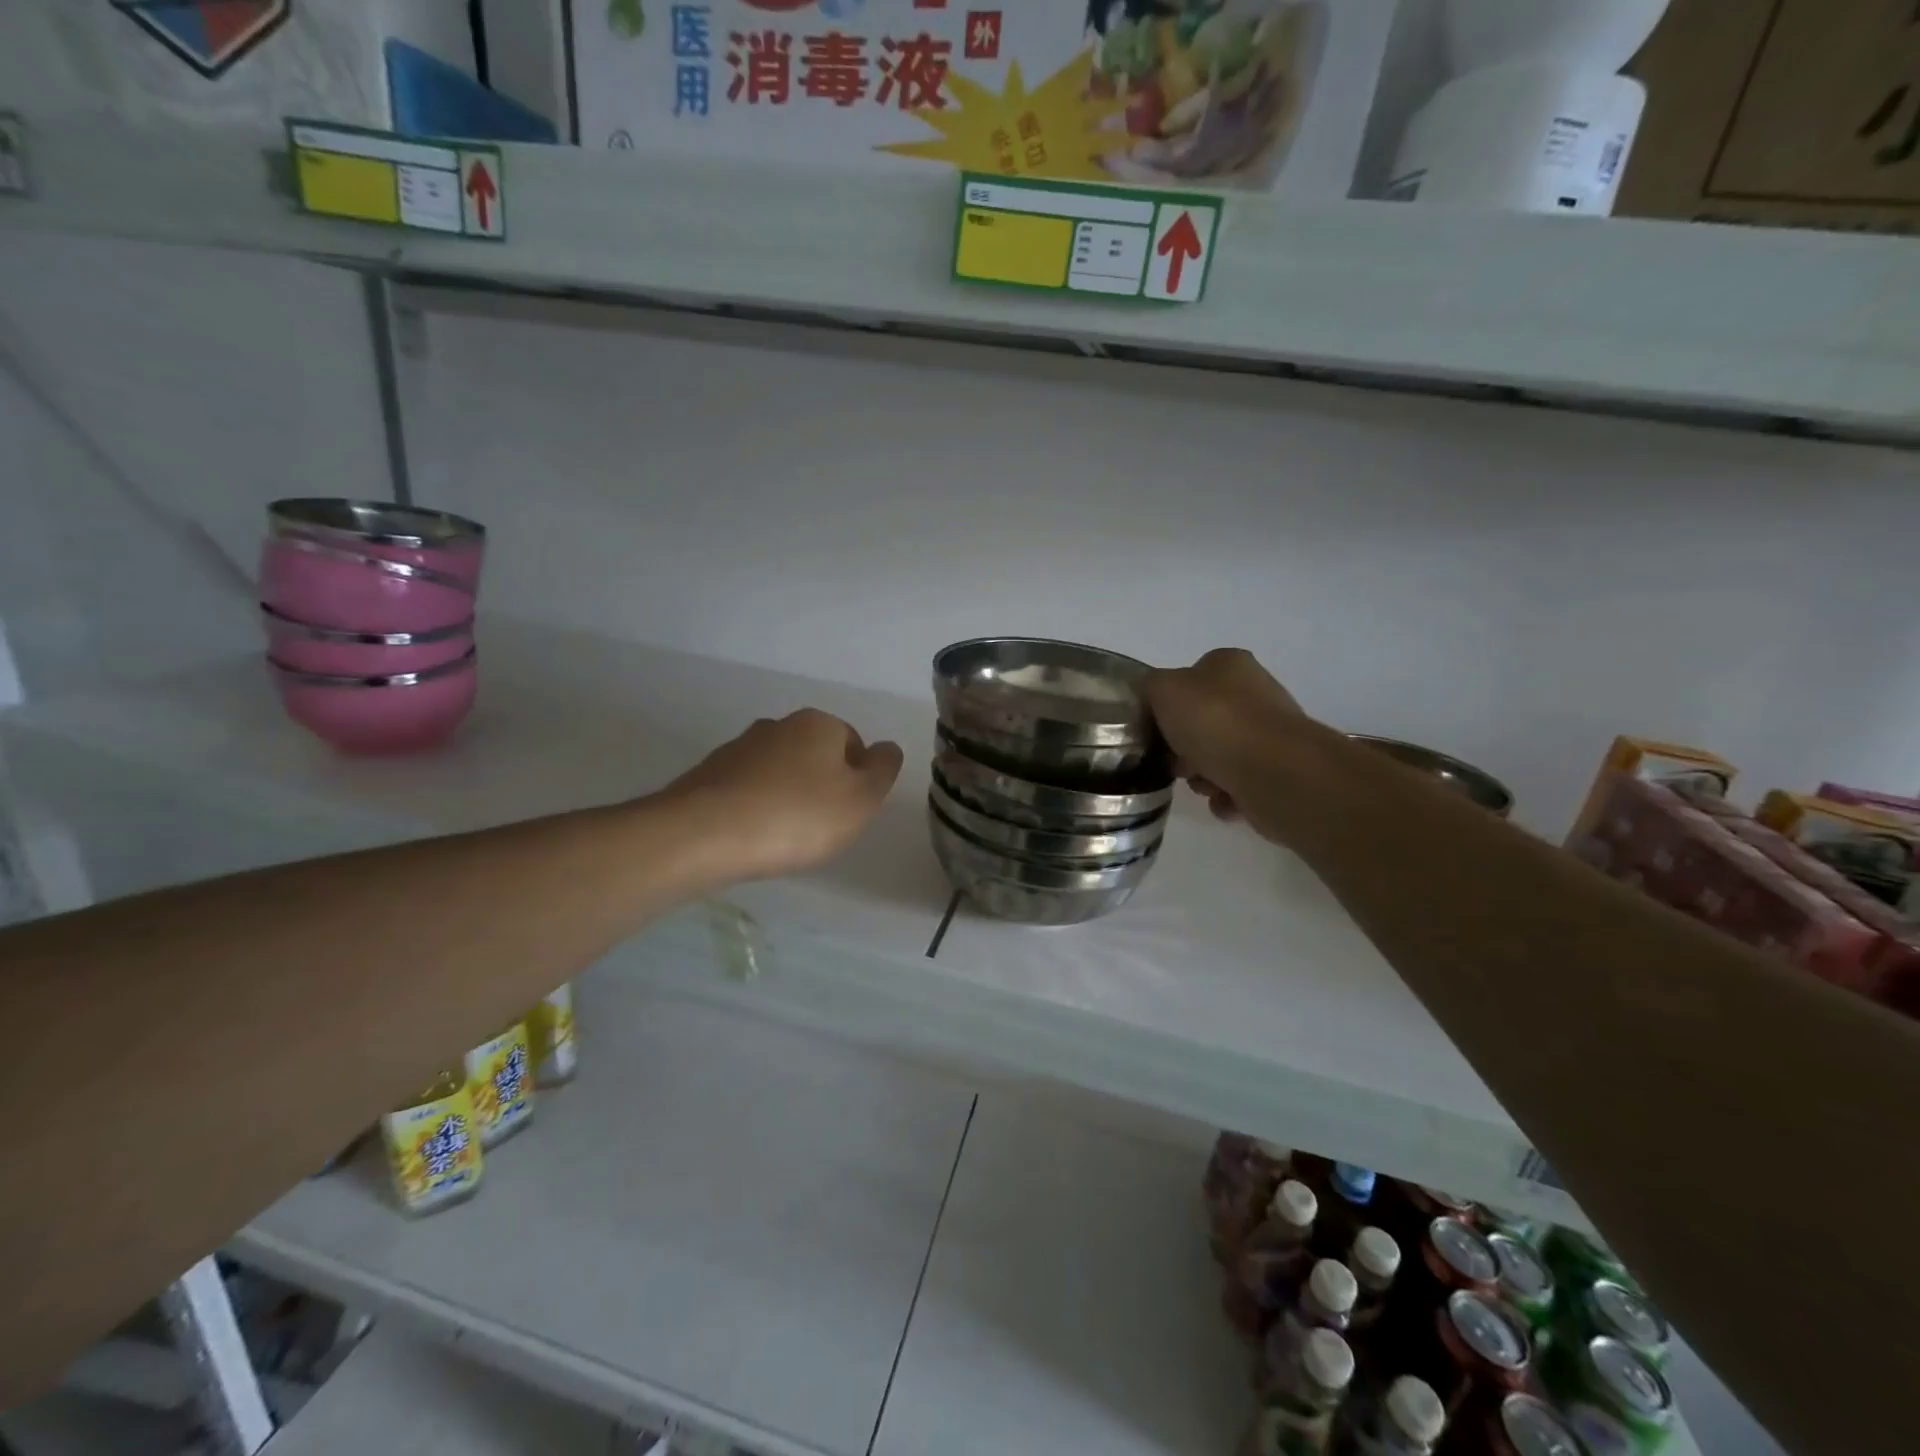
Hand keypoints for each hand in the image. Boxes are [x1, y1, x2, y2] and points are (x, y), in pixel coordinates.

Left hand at [666, 709, 903, 881]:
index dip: (858, 780)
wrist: (703, 835)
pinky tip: (752, 837)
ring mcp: (738, 748)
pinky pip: (746, 790)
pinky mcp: (707, 775)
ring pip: (779, 772)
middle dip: (822, 787)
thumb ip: (883, 769)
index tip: (849, 813)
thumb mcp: (861, 798)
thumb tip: (887, 748)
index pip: (854, 743)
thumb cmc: (797, 816)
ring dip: (787, 798)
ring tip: (783, 838)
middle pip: (815, 756)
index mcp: (819, 723)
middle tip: (820, 828)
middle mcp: (778, 725)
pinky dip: (755, 809)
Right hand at [1144, 649, 1327, 844]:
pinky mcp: (1278, 772)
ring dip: (1202, 776)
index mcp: (1229, 665)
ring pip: (1219, 756)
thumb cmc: (1215, 721)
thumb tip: (1153, 697)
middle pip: (1203, 722)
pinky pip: (1238, 786)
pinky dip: (1225, 796)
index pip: (1190, 678)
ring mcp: (1270, 735)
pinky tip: (1224, 799)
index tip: (1156, 728)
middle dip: (1183, 747)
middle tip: (1175, 762)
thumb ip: (1150, 687)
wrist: (1274, 772)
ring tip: (1203, 784)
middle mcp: (1255, 694)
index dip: (1168, 704)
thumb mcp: (1163, 689)